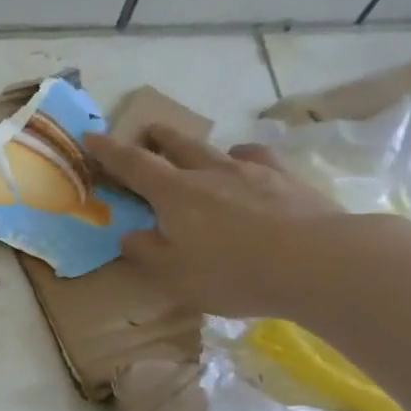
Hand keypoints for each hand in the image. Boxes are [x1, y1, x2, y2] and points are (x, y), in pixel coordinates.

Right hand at [85, 126, 342, 318]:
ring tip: (196, 155)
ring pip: (216, 148)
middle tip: (145, 135)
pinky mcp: (287, 178)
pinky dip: (243, 160)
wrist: (319, 262)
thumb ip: (147, 252)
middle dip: (155, 138)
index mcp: (174, 194)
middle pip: (176, 144)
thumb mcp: (175, 275)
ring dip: (197, 147)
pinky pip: (257, 159)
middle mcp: (209, 172)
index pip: (133, 165)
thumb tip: (131, 234)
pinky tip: (247, 168)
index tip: (91, 137)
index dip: (109, 151)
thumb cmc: (234, 273)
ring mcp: (252, 171)